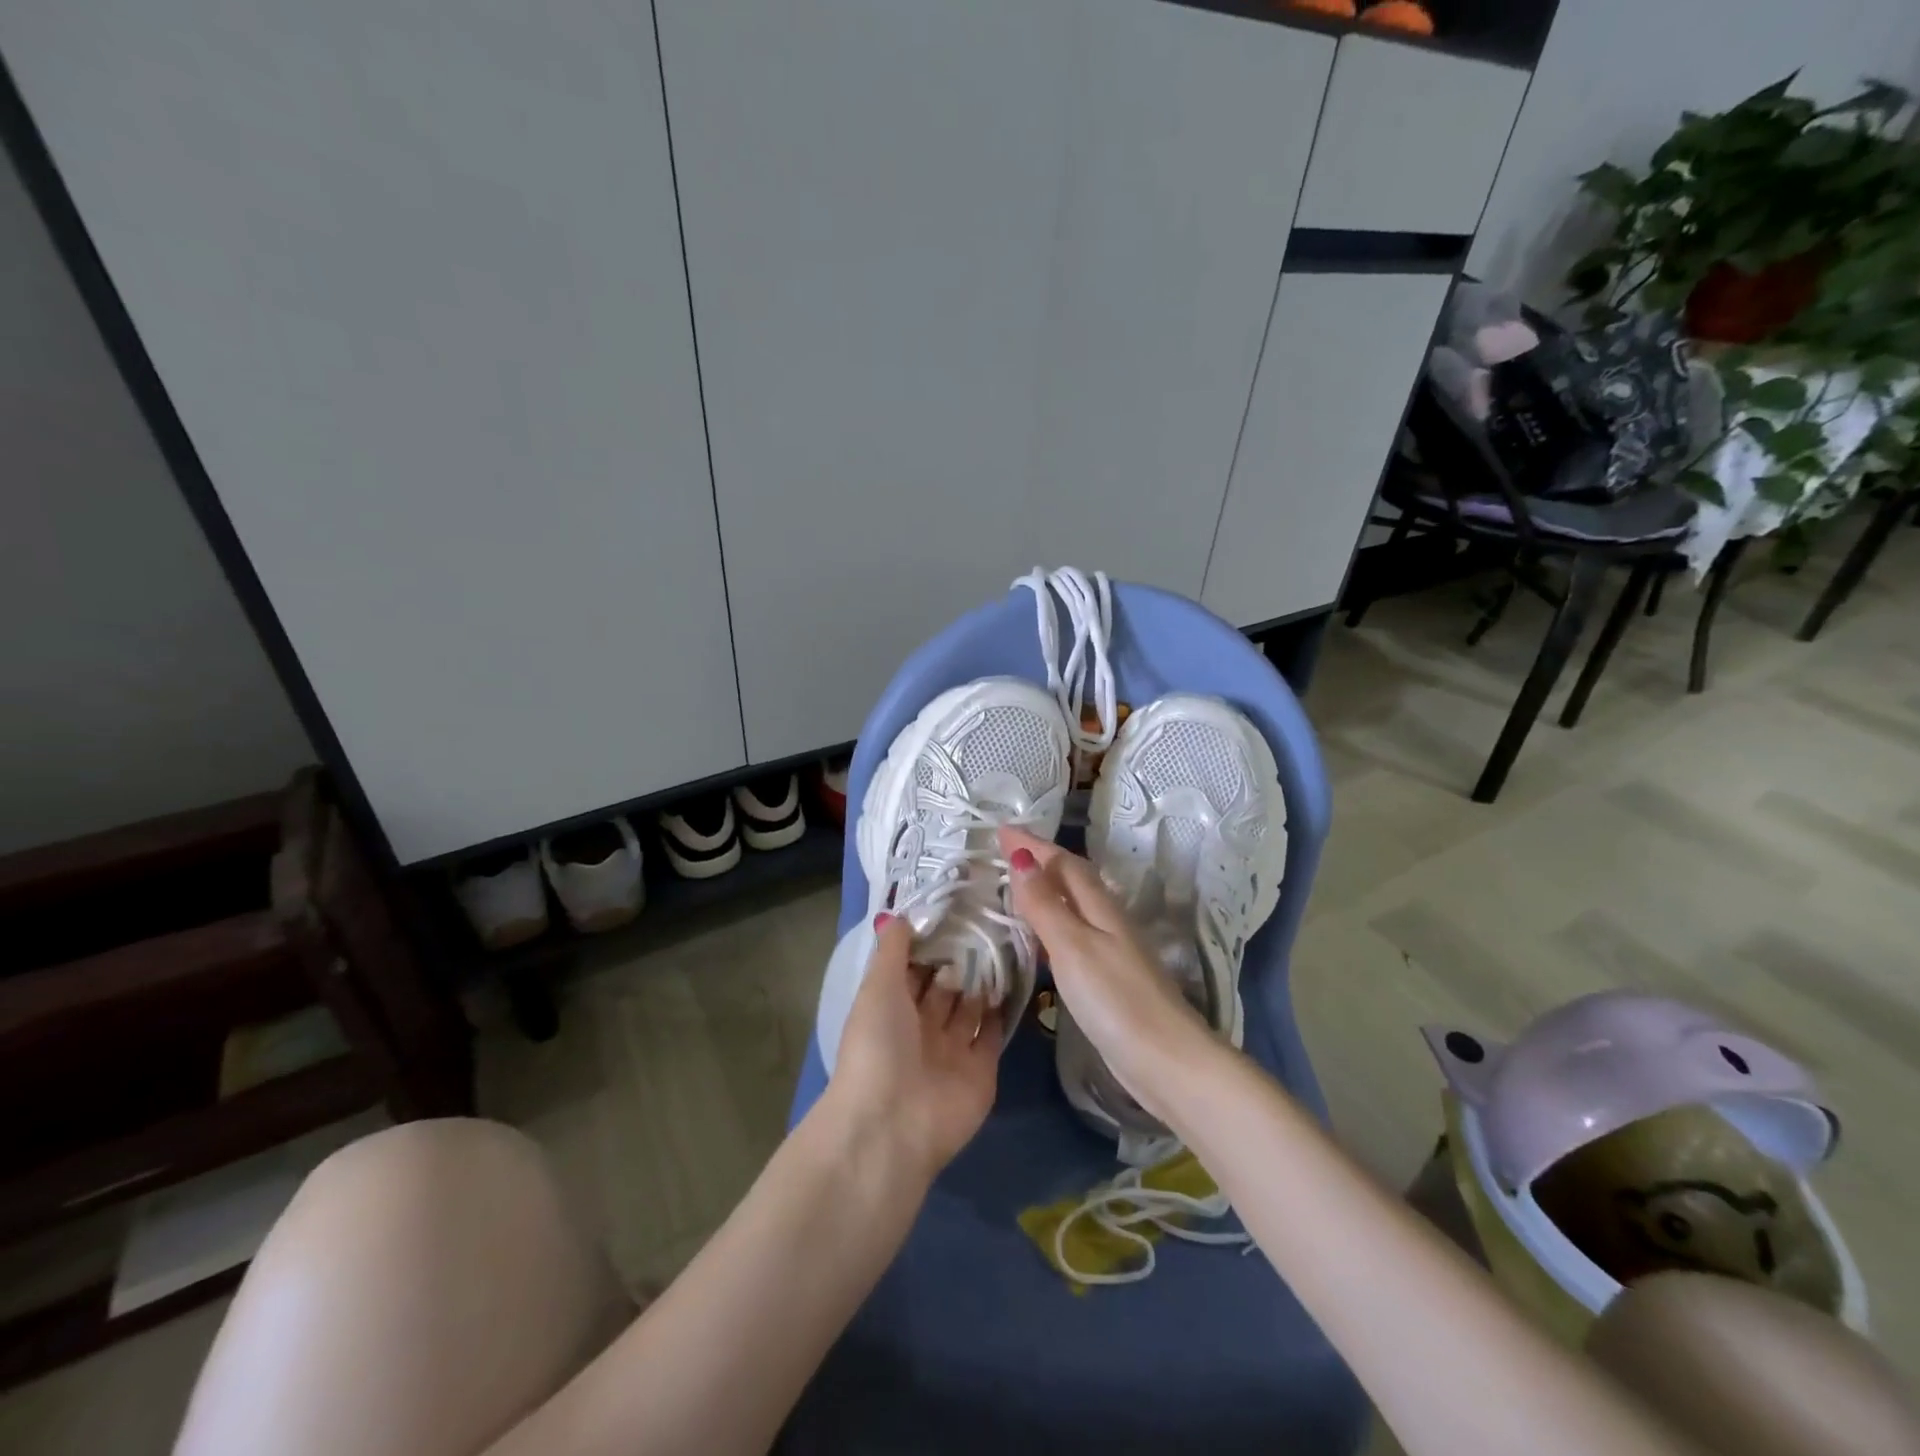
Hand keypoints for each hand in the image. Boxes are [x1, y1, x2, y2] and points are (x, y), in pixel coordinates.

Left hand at [827, 914, 1003, 1180]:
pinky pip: (993, 1035)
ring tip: (1006, 944)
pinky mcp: (980, 1071)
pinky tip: (1016, 980)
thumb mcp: (877, 988)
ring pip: (970, 1009)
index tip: (956, 911)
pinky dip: (1002, 1012)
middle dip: (961, 960)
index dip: (930, 944)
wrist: (893, 1124)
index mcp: (890, 1009)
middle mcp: (921, 1029)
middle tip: (989, 923)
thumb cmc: (877, 1046)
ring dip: (983, 982)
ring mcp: (952, 1051)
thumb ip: (891, 951)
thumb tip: (898, 916)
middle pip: (944, 988)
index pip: (912, 970)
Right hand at [1000, 826, 1213, 1120]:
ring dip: (1046, 892)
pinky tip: (1039, 942)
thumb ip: (1046, 905)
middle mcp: (1107, 921)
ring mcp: (1111, 950)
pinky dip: (1051, 926)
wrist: (1166, 1060)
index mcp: (1100, 907)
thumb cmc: (1116, 1000)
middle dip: (1040, 861)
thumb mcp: (1073, 947)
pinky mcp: (1109, 978)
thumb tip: (1021, 859)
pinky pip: (1074, 935)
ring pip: (1073, 906)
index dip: (1033, 845)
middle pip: (1072, 879)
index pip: (1063, 863)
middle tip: (1005, 853)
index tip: (1001, 830)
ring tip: (1015, 890)